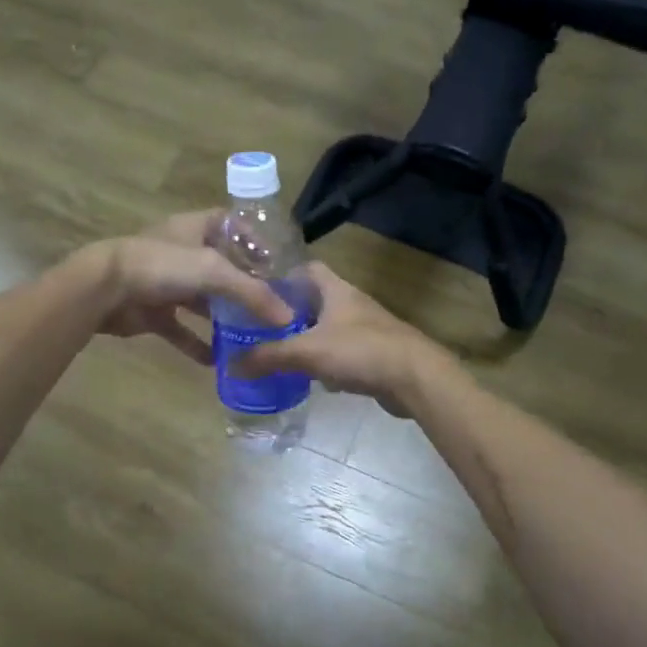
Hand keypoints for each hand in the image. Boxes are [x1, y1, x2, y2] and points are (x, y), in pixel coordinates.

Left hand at [83, 212, 293, 364]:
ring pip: (203, 300)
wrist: (104, 290)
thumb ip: (252, 294)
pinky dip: (197, 344)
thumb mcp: (214, 272)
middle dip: (245, 287)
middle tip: (273, 308)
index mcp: (195, 228)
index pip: (231, 224)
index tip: (277, 262)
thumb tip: (287, 318)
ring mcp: (166, 283)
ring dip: (224, 317)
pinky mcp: (153, 312)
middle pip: (221, 267)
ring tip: (253, 335)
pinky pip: (181, 330)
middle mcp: (182, 252)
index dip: (253, 239)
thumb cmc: (162, 265)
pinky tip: (217, 361)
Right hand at [233, 262, 441, 415]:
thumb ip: (268, 357)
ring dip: (306, 337)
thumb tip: (231, 364)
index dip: (282, 275)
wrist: (415, 378)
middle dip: (289, 312)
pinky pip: (342, 352)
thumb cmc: (360, 351)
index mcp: (336, 290)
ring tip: (277, 350)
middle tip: (260, 326)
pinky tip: (309, 376)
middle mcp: (352, 303)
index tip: (258, 289)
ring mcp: (366, 329)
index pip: (307, 268)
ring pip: (328, 327)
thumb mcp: (306, 352)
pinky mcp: (375, 354)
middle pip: (315, 299)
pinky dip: (325, 361)